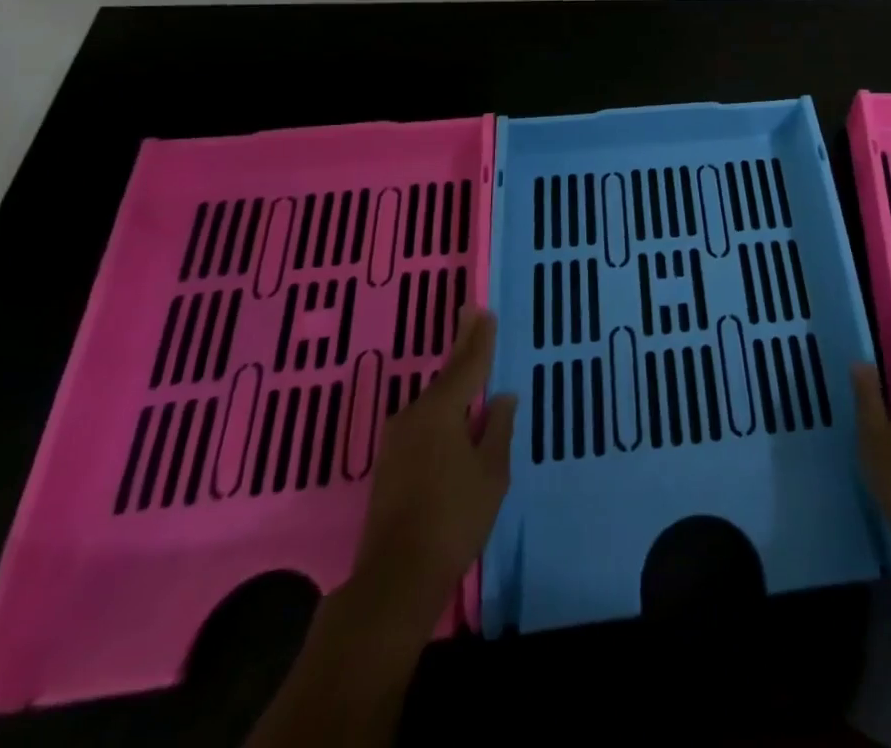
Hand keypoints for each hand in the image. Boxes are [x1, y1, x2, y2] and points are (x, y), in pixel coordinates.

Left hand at [340, 307, 516, 628]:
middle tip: (470, 314)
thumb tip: (501, 398)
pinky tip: (452, 411)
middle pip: (445, 375)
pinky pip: (423, 421)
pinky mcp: (389, 464)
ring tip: (468, 360)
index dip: (479, 339)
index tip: (484, 311)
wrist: (395, 579)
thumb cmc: (454, 519)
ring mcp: (397, 441)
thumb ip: (497, 429)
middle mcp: (413, 416)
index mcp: (441, 411)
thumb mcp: (491, 472)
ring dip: (451, 380)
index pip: (467, 366)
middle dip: (461, 346)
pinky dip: (441, 407)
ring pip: (432, 400)